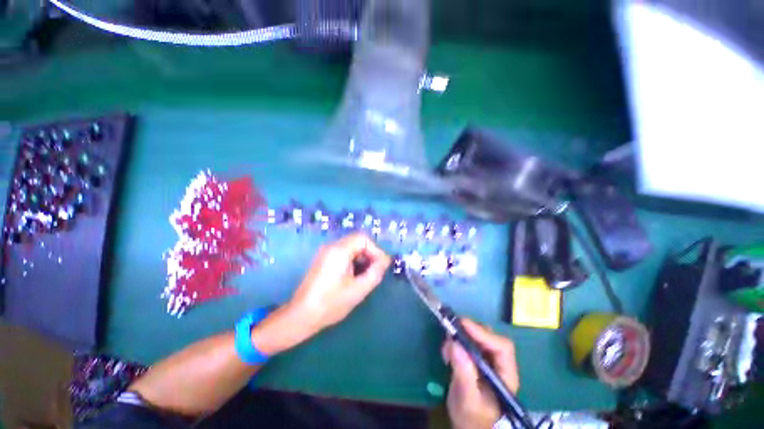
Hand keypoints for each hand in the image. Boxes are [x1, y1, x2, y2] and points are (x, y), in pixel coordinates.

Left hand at [289, 233, 390, 334]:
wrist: (301, 315)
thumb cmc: (331, 303)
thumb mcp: (359, 289)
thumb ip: (375, 272)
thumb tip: (385, 261)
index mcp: (339, 250)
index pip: (363, 239)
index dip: (376, 250)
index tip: (381, 266)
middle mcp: (331, 246)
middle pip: (357, 241)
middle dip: (370, 254)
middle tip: (375, 271)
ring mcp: (326, 253)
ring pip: (351, 247)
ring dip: (362, 258)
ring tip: (366, 275)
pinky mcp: (323, 260)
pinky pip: (343, 254)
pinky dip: (353, 261)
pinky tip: (354, 276)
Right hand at [442, 319, 518, 428]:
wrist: (469, 425)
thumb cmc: (472, 417)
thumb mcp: (468, 399)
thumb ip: (464, 374)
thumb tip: (455, 344)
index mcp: (506, 375)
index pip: (501, 347)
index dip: (483, 333)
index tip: (462, 325)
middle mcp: (499, 363)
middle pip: (489, 337)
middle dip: (470, 331)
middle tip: (451, 331)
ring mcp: (488, 360)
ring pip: (477, 337)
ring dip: (461, 336)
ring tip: (447, 346)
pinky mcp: (476, 359)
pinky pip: (468, 342)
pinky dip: (456, 341)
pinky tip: (447, 352)